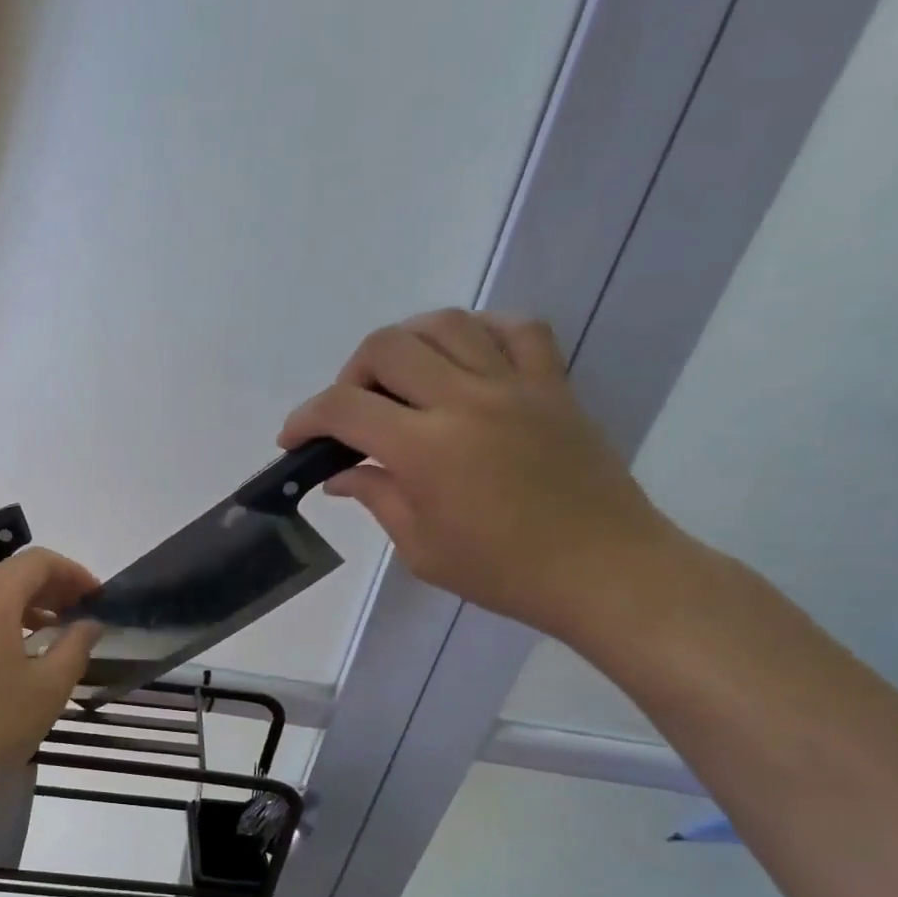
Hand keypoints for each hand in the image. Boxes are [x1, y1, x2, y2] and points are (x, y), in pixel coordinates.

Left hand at [0, 548, 101, 792]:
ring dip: (25, 605)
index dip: (74, 573)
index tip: (99, 598)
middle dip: (51, 588)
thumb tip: (89, 624)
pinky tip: (13, 654)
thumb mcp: (47, 689)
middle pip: (11, 574)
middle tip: (81, 613)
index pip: (38, 562)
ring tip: (53, 631)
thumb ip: (75, 647)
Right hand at [279, 310, 680, 639]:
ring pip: (445, 324)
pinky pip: (515, 328)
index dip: (306, 418)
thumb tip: (342, 474)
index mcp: (426, 448)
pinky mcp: (553, 384)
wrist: (604, 571)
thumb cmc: (504, 572)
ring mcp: (514, 384)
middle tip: (353, 413)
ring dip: (407, 344)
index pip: (344, 408)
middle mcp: (465, 400)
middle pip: (387, 347)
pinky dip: (479, 332)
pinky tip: (464, 360)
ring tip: (402, 380)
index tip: (293, 439)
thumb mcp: (422, 548)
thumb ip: (377, 498)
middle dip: (351, 374)